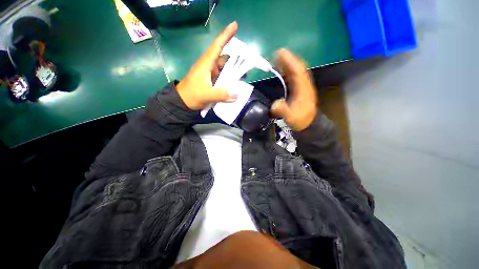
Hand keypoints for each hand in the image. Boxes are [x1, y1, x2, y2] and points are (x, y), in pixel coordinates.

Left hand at [177, 22, 238, 109]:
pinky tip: (234, 85)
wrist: (182, 102)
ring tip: (242, 77)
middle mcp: (209, 66)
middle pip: (224, 59)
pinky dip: (228, 79)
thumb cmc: (192, 94)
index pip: (217, 46)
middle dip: (235, 61)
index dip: (226, 35)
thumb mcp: (207, 95)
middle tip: (247, 65)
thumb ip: (222, 95)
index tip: (235, 25)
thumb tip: (237, 95)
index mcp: (206, 63)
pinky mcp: (210, 80)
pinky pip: (222, 77)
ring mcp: (210, 74)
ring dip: (232, 72)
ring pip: (223, 69)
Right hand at [271, 49, 317, 130]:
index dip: (289, 62)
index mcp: (303, 89)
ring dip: (287, 64)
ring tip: (277, 59)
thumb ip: (284, 111)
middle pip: (297, 68)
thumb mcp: (292, 118)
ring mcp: (302, 86)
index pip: (297, 71)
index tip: (280, 54)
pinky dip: (287, 71)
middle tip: (276, 53)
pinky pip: (294, 76)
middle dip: (288, 59)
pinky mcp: (299, 89)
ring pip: (296, 71)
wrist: (309, 123)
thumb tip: (274, 104)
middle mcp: (304, 85)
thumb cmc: (301, 120)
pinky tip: (281, 70)